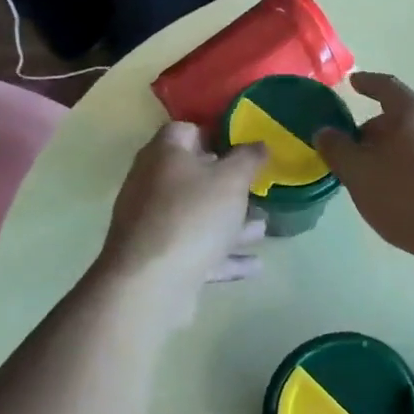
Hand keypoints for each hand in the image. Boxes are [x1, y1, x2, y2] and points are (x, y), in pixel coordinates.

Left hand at [98, 123, 266, 320]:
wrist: (150, 283)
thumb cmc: (193, 216)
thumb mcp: (232, 180)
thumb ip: (249, 158)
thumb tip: (258, 144)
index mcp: (164, 154)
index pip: (187, 131)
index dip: (216, 135)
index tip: (245, 148)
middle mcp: (151, 184)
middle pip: (193, 176)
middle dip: (228, 184)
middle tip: (257, 189)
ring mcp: (152, 223)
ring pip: (197, 215)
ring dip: (230, 222)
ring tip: (263, 228)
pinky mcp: (158, 258)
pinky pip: (196, 249)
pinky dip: (223, 254)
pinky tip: (254, 265)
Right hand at [313, 73, 413, 269]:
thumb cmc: (408, 196)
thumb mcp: (359, 173)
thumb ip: (337, 149)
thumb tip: (325, 131)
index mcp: (413, 111)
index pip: (385, 86)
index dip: (366, 83)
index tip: (353, 82)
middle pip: (401, 116)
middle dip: (375, 129)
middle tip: (352, 150)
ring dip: (393, 150)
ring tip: (373, 176)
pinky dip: (411, 166)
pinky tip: (401, 193)